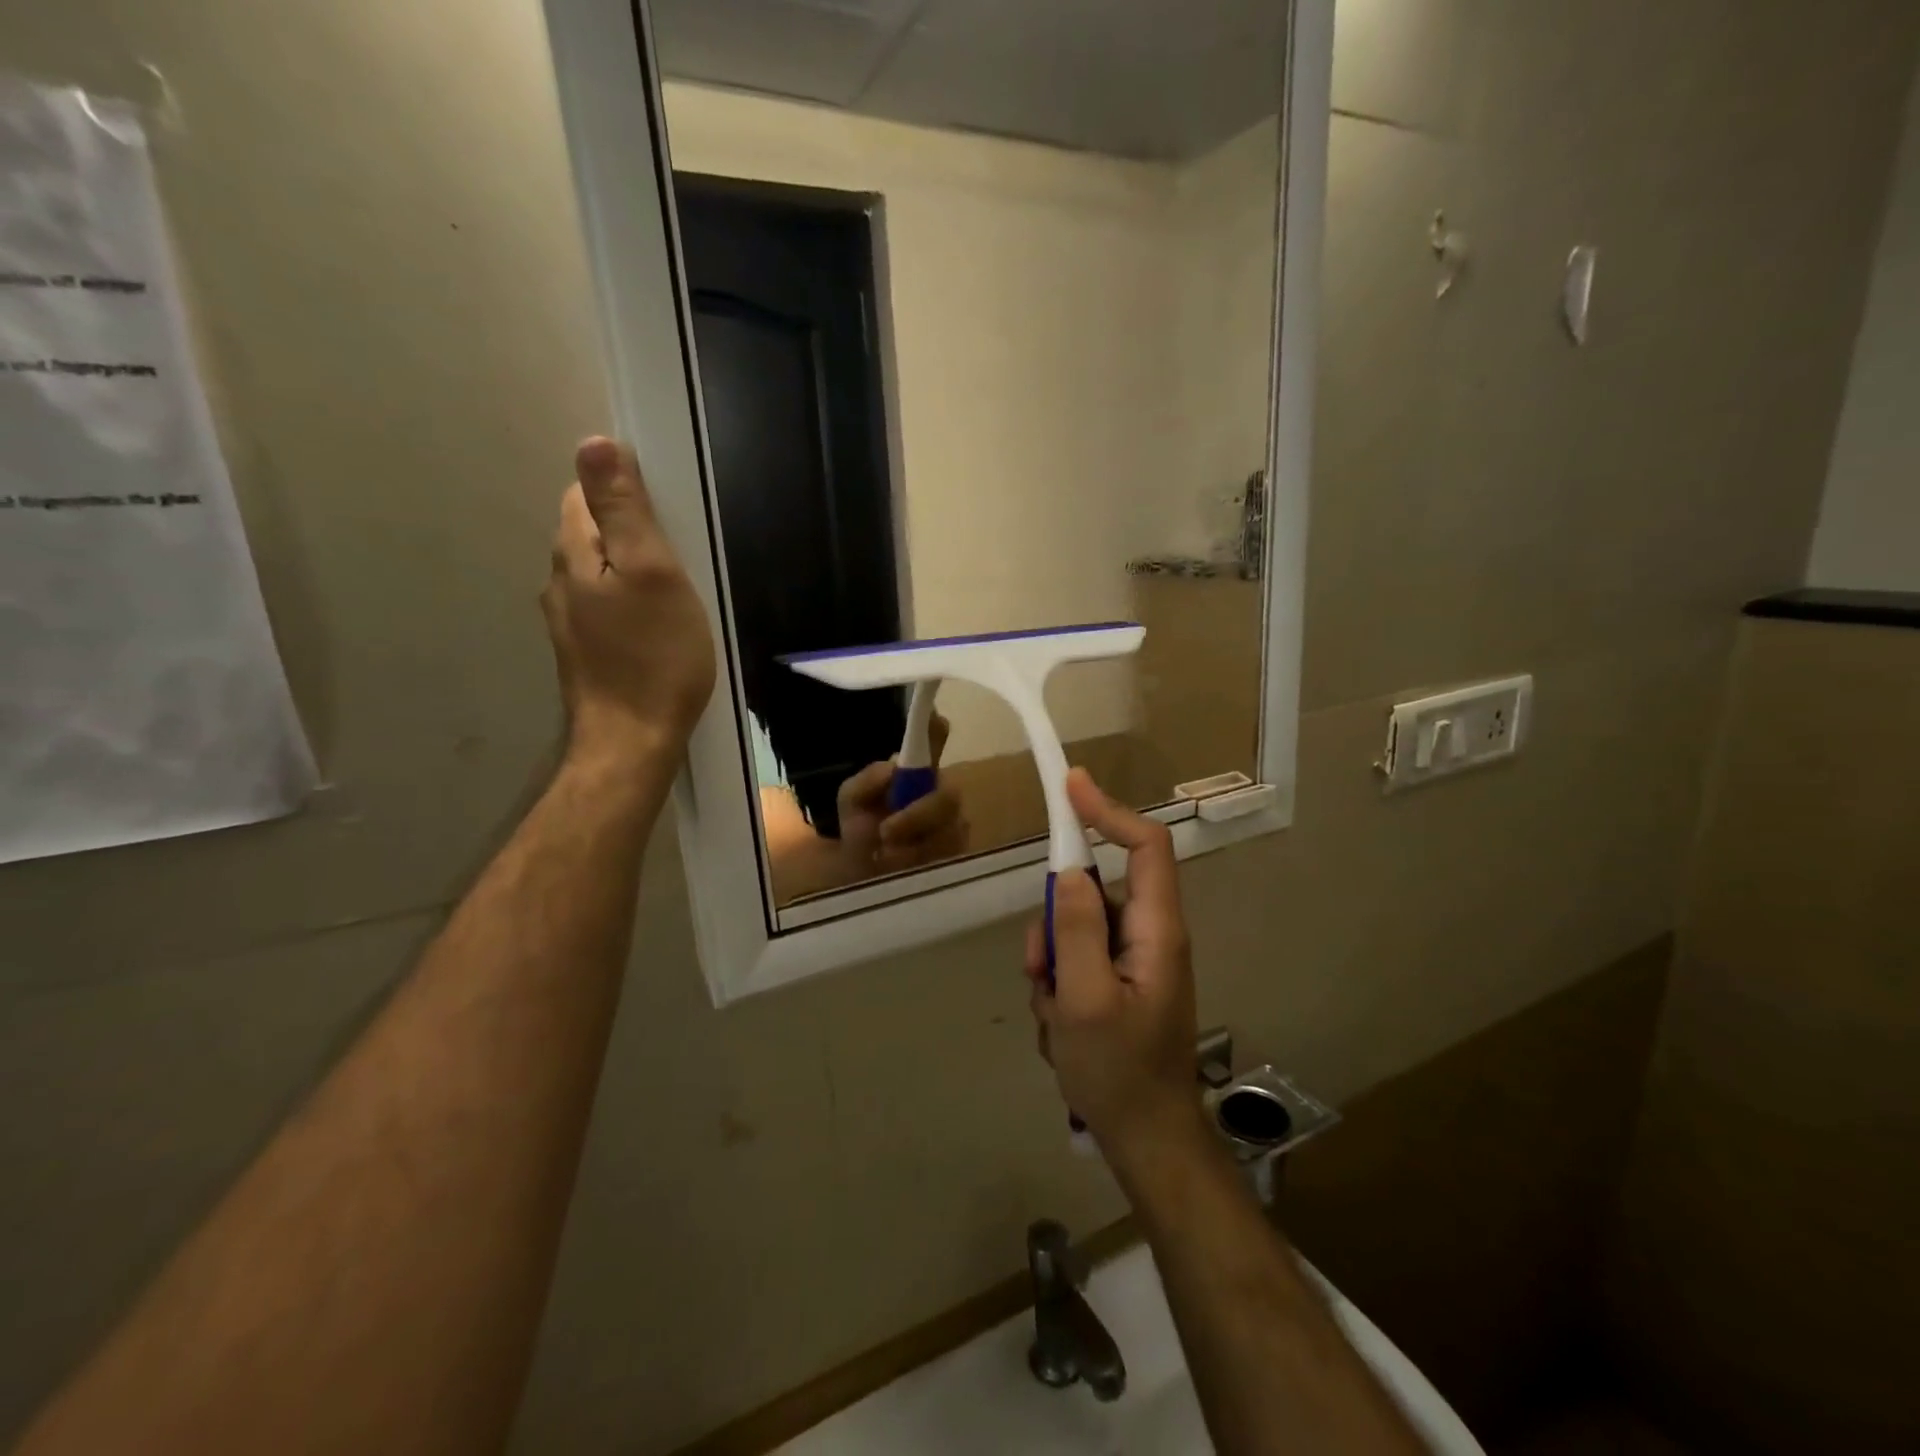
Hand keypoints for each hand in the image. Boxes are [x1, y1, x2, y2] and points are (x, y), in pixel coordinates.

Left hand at [543, 437, 715, 768]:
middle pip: (589, 533)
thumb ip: (624, 510)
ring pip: (597, 574)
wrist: (632, 741)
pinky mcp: (583, 653)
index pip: (584, 494)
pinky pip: (604, 608)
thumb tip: (593, 441)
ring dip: (628, 570)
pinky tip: (654, 628)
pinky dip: (627, 604)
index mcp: (574, 554)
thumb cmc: (654, 657)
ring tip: (672, 592)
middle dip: (628, 532)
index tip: (668, 516)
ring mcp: (567, 622)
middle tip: (679, 556)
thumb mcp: (653, 573)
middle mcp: (559, 582)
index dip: (623, 492)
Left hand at [835, 713, 968, 873]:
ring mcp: (955, 825)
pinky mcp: (959, 855)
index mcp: (916, 775)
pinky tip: (901, 870)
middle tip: (886, 831)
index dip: (935, 730)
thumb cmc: (862, 832)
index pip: (933, 743)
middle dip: (919, 814)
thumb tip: (893, 767)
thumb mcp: (852, 804)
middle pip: (949, 795)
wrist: (862, 879)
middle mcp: (941, 793)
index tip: (936, 720)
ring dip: (913, 845)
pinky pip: (949, 856)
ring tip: (884, 857)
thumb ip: (866, 783)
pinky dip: (919, 863)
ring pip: (949, 829)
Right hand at [1025, 769, 1204, 1167]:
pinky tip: (1062, 1030)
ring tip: (1056, 1018)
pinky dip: (1057, 988)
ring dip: (1051, 966)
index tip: (1069, 786)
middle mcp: (1149, 935)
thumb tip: (1069, 869)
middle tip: (1041, 972)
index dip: (1109, 811)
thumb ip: (1076, 931)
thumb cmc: (1120, 1074)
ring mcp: (1132, 960)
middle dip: (1055, 925)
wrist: (1146, 1142)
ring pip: (1075, 930)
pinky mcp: (1117, 982)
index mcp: (1157, 930)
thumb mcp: (1085, 1002)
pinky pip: (1074, 961)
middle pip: (1093, 891)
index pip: (1146, 846)